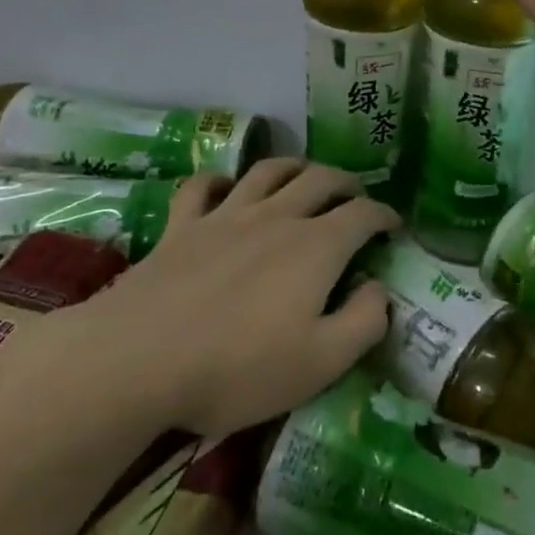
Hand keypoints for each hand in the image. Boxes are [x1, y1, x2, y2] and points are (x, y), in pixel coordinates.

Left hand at [81, 160, 396, 437]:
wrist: (139, 359)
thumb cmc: (238, 367)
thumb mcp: (320, 363)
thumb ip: (363, 322)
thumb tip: (381, 289)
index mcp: (315, 247)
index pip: (362, 216)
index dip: (384, 216)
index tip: (394, 225)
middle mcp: (275, 217)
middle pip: (319, 180)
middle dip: (345, 182)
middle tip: (356, 194)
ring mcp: (225, 216)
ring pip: (267, 171)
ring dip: (293, 167)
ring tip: (303, 175)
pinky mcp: (182, 226)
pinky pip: (203, 186)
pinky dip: (220, 179)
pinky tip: (226, 187)